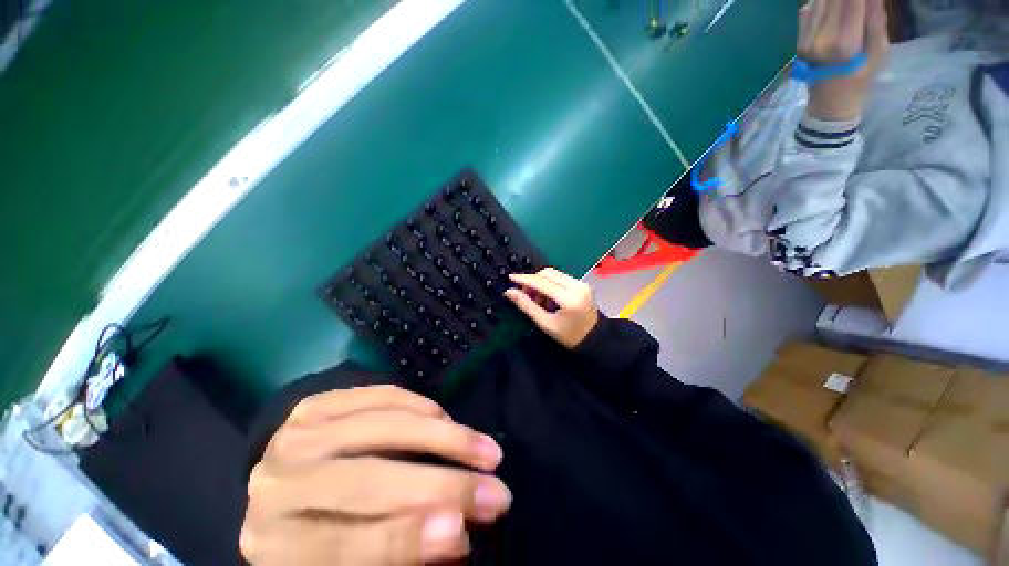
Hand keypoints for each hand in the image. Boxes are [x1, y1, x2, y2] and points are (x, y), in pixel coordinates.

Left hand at [240, 385, 510, 564]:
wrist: (284, 486)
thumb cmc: (319, 532)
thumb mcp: (351, 558)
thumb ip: (400, 548)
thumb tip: (457, 531)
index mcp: (276, 547)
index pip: (341, 547)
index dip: (404, 539)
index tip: (462, 531)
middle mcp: (277, 486)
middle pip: (367, 481)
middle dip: (441, 485)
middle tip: (495, 491)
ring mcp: (296, 436)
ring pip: (383, 427)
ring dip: (444, 437)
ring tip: (485, 449)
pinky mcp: (317, 402)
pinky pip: (381, 395)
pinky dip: (421, 405)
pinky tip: (447, 418)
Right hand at [504, 267, 598, 348]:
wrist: (594, 340)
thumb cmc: (569, 336)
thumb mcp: (545, 323)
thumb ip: (527, 306)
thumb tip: (509, 292)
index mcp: (569, 298)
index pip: (542, 282)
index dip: (524, 279)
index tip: (511, 278)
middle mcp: (577, 286)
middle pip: (548, 273)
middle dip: (533, 281)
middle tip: (525, 295)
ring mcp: (581, 283)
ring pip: (554, 274)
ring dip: (541, 282)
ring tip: (538, 300)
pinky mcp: (582, 284)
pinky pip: (560, 277)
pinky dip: (550, 284)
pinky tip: (548, 298)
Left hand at [799, 0, 888, 120]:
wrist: (828, 103)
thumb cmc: (861, 78)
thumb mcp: (879, 49)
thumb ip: (875, 17)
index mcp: (844, 43)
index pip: (852, 0)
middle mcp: (821, 38)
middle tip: (858, 2)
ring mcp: (806, 39)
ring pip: (820, 1)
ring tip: (849, 5)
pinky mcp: (799, 40)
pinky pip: (810, 9)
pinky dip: (823, 3)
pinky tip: (834, 7)